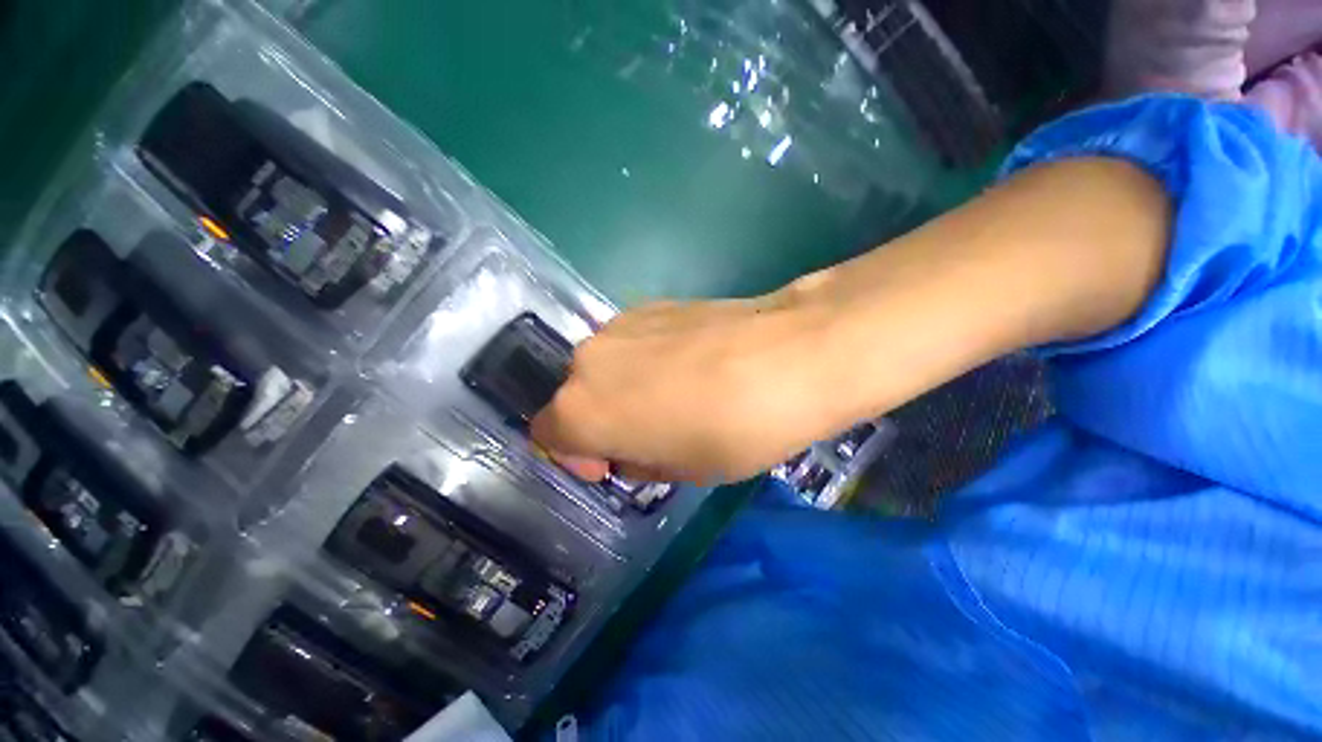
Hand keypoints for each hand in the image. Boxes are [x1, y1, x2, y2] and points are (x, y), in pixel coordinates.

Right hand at [530, 295, 841, 484]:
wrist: (790, 354)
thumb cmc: (733, 429)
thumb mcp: (681, 471)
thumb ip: (638, 461)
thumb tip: (632, 448)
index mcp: (582, 409)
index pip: (549, 436)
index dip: (577, 457)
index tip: (611, 465)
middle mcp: (588, 359)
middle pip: (578, 397)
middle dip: (604, 422)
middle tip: (651, 436)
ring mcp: (620, 324)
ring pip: (606, 367)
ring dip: (625, 389)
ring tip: (676, 399)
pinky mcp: (653, 304)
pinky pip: (633, 343)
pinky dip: (646, 360)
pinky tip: (690, 366)